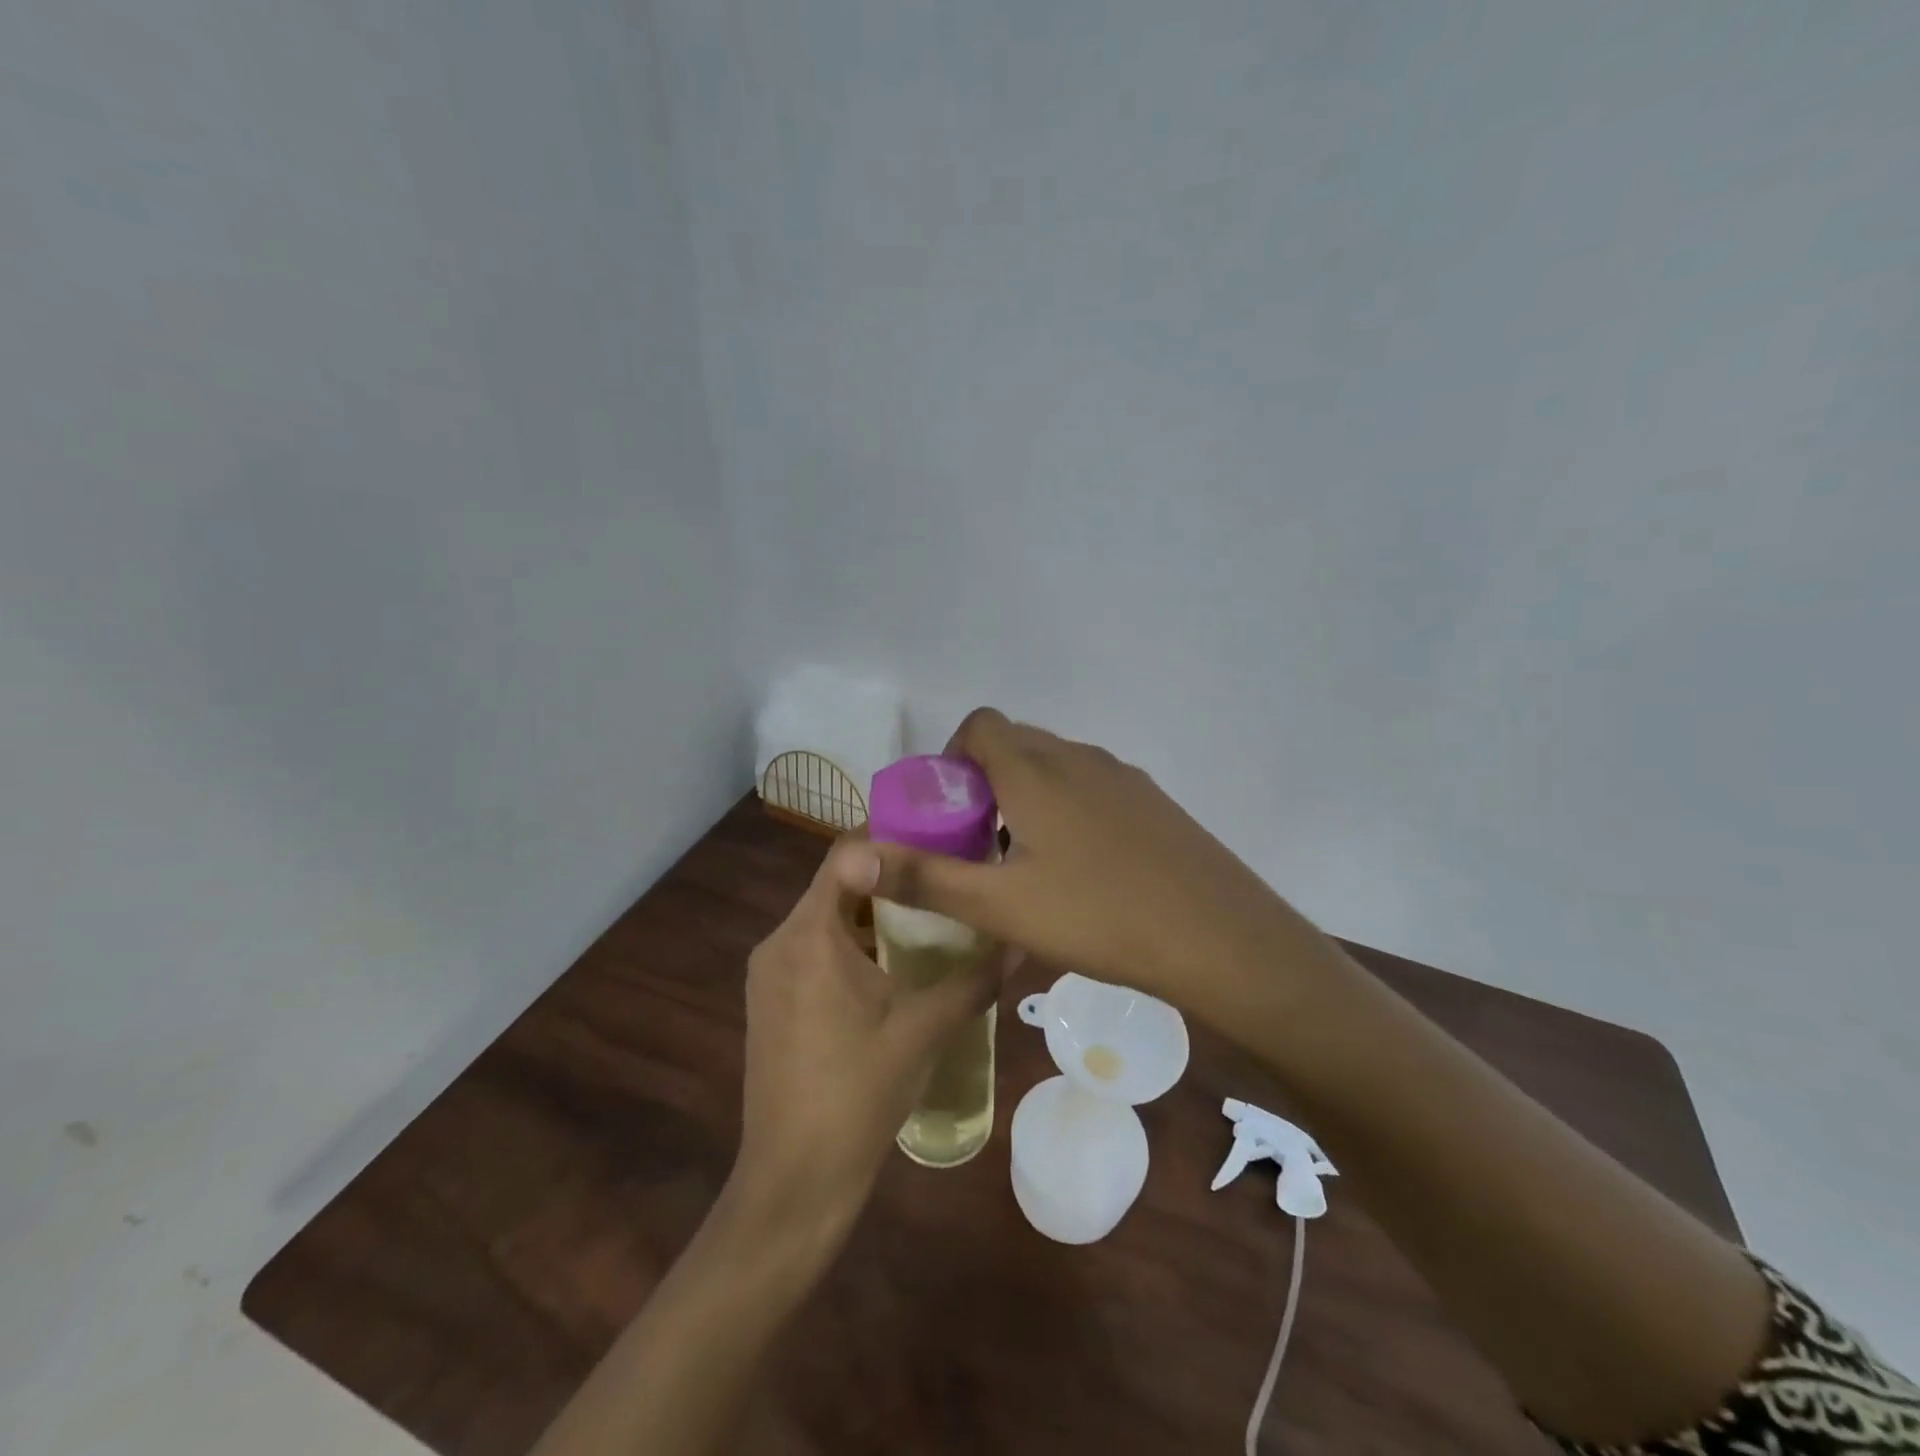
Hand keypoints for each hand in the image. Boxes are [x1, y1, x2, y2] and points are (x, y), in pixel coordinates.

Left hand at [729, 837, 1008, 1238]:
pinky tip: (893, 964)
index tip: (940, 839)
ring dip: (872, 912)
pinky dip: (851, 943)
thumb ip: (975, 978)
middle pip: (837, 884)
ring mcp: (769, 973)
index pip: (846, 854)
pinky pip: (813, 949)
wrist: (794, 1180)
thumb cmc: (858, 1094)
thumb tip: (1021, 939)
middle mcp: (778, 941)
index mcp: (808, 935)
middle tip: (945, 876)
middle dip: (890, 877)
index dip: (893, 838)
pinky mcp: (770, 1000)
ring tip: (929, 914)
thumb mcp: (925, 1029)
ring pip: (825, 918)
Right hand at [869, 709, 1296, 1022]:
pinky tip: (1082, 870)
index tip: (949, 813)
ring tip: (1026, 862)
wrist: (1218, 936)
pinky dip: (1068, 808)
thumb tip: (852, 856)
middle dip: (985, 782)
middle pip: (1015, 743)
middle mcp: (1077, 757)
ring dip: (1027, 796)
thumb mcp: (1001, 905)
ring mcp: (1121, 777)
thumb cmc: (1099, 916)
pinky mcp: (1152, 801)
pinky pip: (1092, 786)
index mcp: (1034, 769)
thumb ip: (925, 877)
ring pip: (1055, 766)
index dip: (952, 758)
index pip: (980, 726)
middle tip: (979, 845)